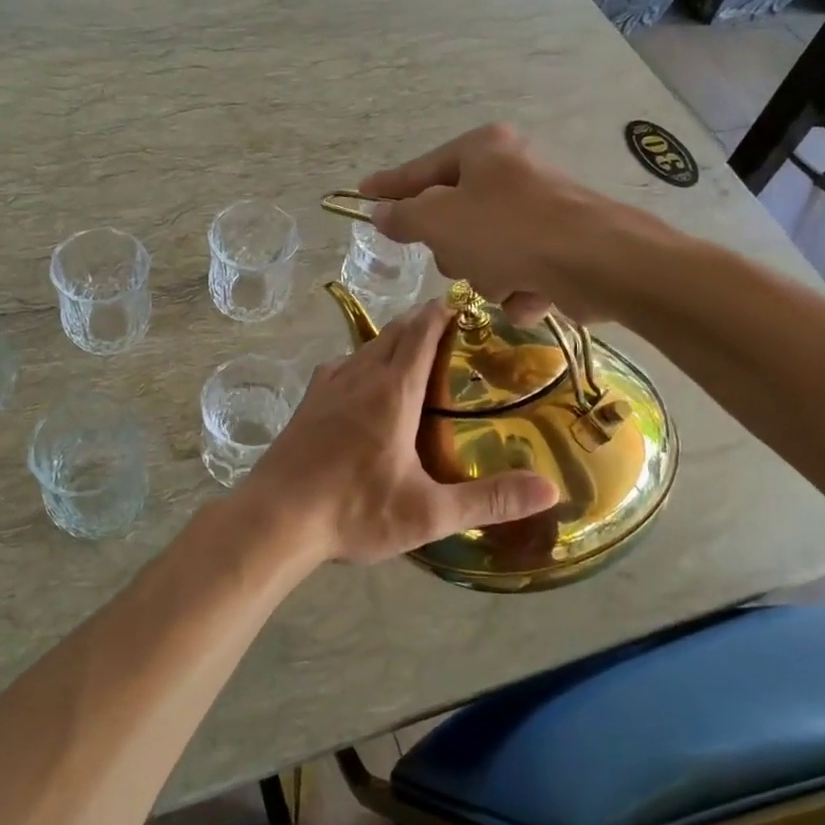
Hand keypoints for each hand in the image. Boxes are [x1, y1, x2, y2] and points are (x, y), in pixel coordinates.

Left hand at [237, 302, 557, 565]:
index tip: (466, 305)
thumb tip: (549, 490)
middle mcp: (358, 375)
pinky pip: (343, 365)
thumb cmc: (354, 510)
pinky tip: (366, 386)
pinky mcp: (307, 402)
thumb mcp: (428, 513)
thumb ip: (489, 500)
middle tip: (453, 332)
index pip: (421, 332)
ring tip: (416, 355)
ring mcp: (327, 386)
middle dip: (422, 323)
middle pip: (394, 332)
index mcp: (392, 390)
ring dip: (393, 341)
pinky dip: (364, 361)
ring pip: (366, 346)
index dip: (443, 312)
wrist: (275, 518)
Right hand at [361, 124, 632, 324]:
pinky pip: (518, 271)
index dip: (390, 186)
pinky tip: (533, 291)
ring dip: (487, 275)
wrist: (599, 262)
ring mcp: (539, 209)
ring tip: (507, 279)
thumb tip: (381, 213)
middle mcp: (512, 172)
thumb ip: (404, 216)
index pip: (421, 169)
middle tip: (464, 257)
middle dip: (454, 249)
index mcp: (483, 150)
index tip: (363, 194)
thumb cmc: (510, 231)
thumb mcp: (440, 221)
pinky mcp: (561, 246)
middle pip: (454, 217)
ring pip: (484, 252)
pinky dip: (519, 287)